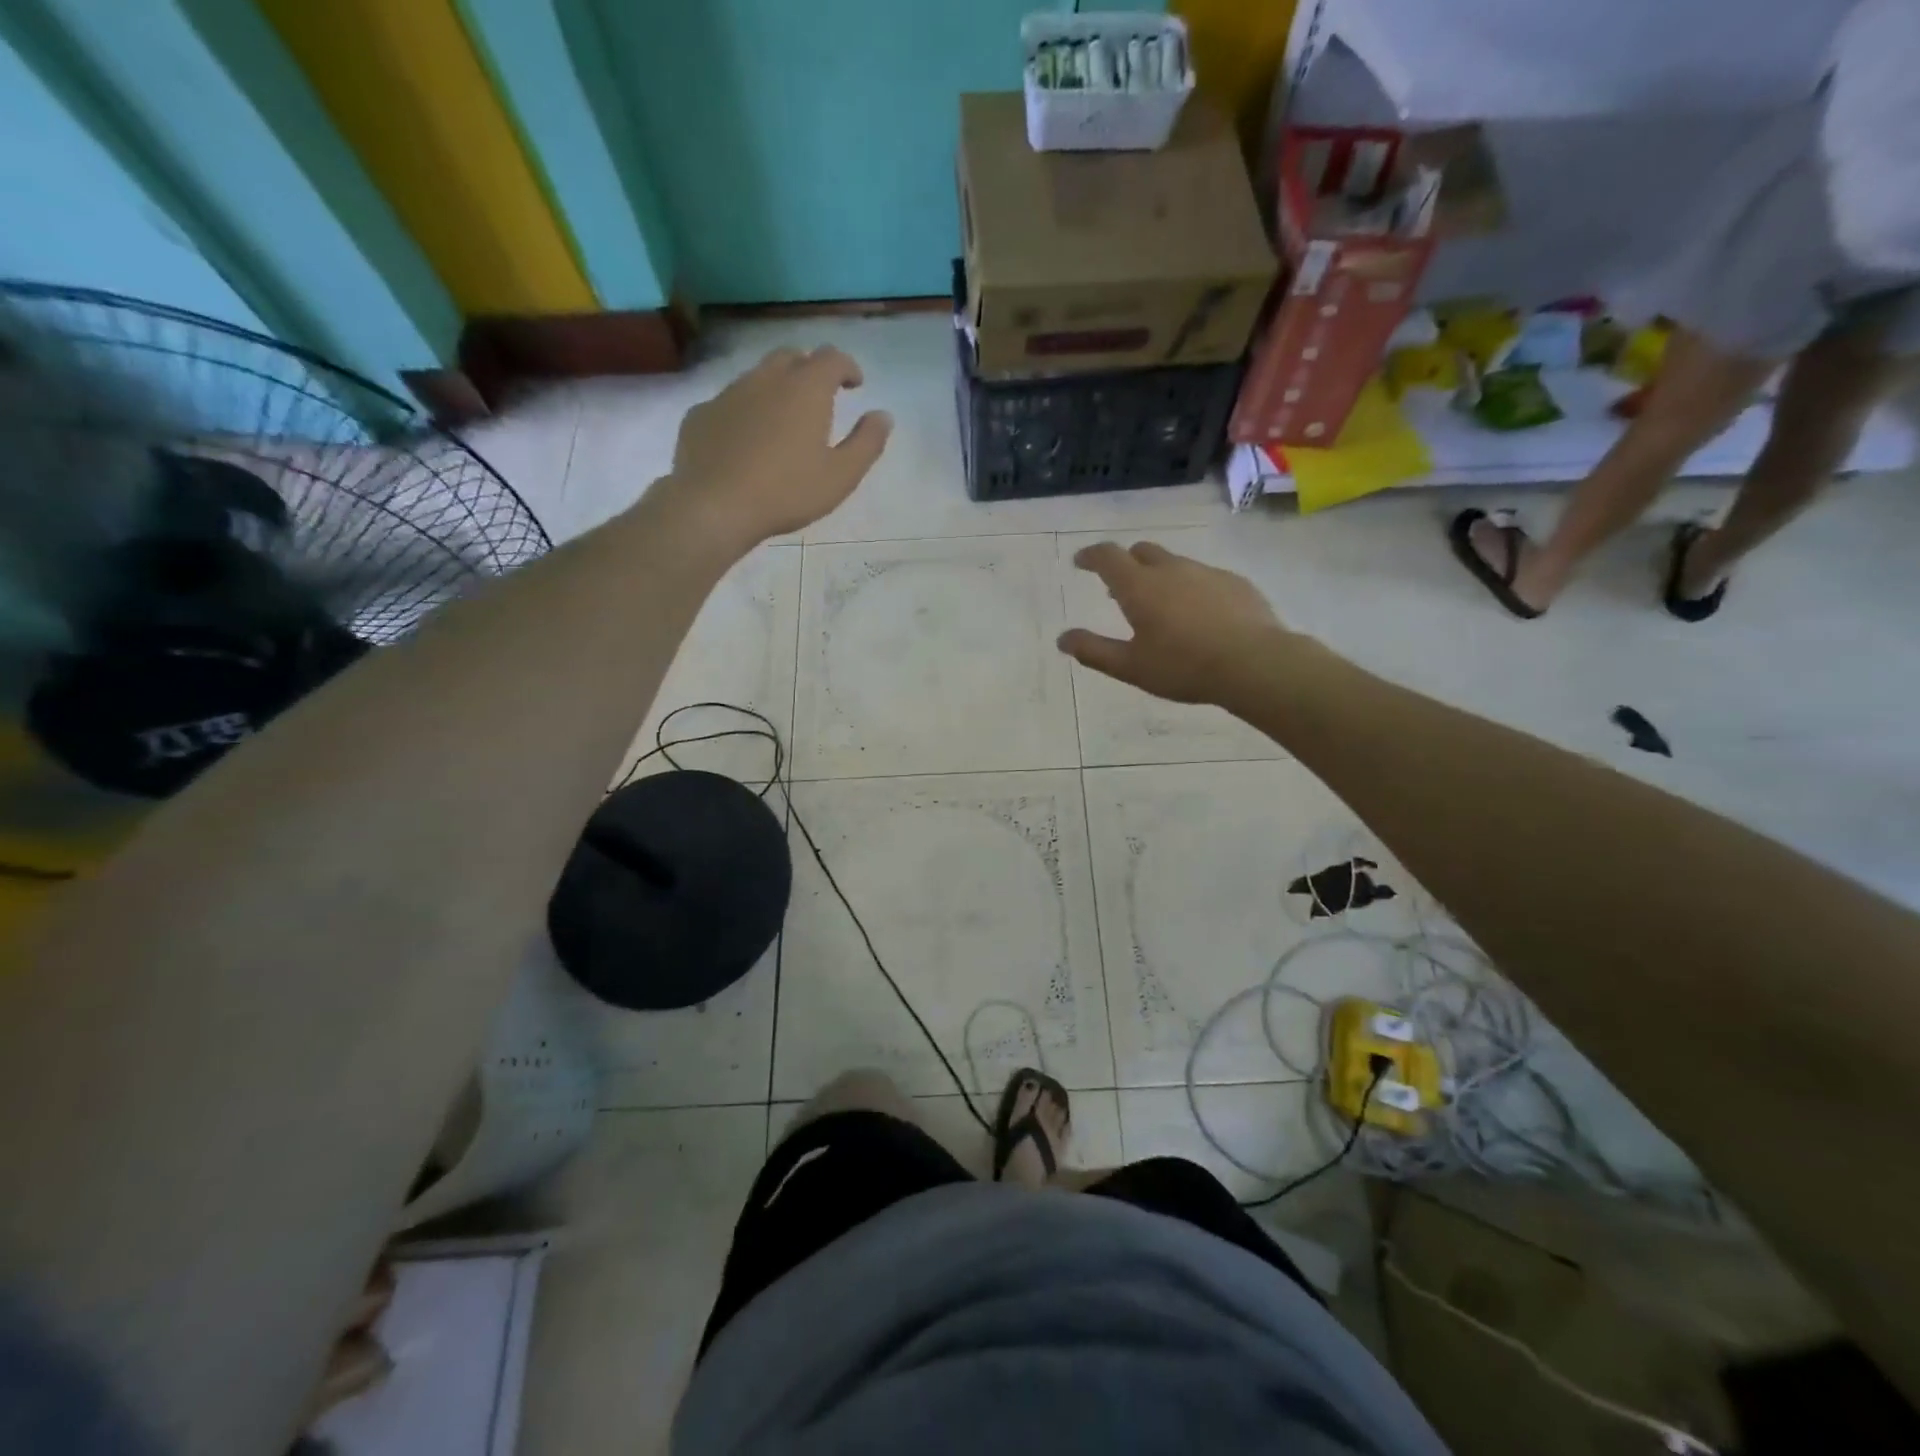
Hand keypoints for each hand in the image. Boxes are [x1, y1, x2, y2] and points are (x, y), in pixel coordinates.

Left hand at [659, 346, 891, 547]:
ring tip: (784, 419)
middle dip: (810, 369)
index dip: (847, 366)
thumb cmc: (787, 491)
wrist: (715, 505)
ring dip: (776, 387)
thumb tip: (883, 416)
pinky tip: (747, 440)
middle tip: (820, 395)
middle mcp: (766, 379)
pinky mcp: (701, 414)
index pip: (832, 358)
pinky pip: (730, 402)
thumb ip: (867, 443)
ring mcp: (729, 393)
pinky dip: (746, 411)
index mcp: (806, 389)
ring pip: (758, 376)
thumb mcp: (841, 476)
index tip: (855, 384)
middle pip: (792, 357)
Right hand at [1058, 542, 1289, 705]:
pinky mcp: (1235, 583)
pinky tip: (1199, 616)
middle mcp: (1171, 570)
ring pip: (1175, 563)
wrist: (1255, 664)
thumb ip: (1094, 651)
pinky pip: (1204, 577)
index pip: (1108, 557)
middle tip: (1119, 588)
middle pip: (1142, 552)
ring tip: (1161, 606)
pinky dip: (1191, 588)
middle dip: (1126, 563)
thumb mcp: (1131, 667)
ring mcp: (1206, 572)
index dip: (1091, 556)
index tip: (1081, 562)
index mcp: (1139, 587)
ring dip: (1159, 576)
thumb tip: (1063, 639)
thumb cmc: (1184, 667)